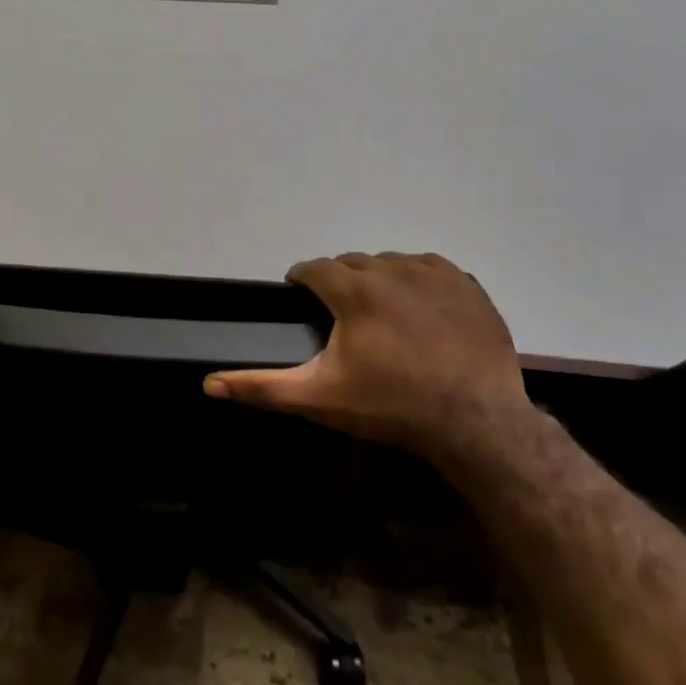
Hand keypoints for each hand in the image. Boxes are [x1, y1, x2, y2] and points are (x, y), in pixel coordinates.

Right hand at [204, 252, 531, 458]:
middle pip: (352, 262)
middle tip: (339, 314)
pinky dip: (417, 280)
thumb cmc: (391, 406)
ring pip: (391, 262)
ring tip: (379, 312)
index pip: (314, 268)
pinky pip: (431, 268)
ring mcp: (435, 275)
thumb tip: (208, 383)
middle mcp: (392, 270)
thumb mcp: (319, 398)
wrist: (477, 422)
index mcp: (354, 290)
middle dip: (339, 280)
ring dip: (377, 278)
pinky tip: (419, 308)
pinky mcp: (467, 286)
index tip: (299, 294)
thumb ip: (262, 386)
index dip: (302, 279)